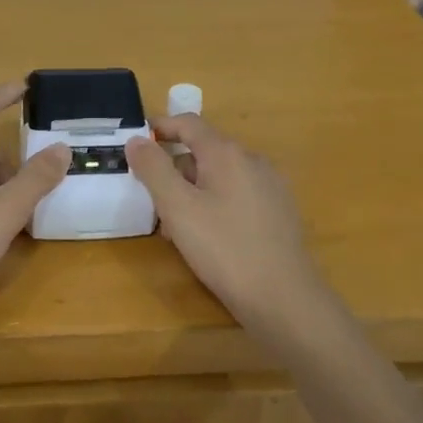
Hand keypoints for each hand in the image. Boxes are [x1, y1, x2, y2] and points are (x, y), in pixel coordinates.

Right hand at [126, 115, 329, 338]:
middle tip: (154, 200)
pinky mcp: (280, 211)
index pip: (188, 123)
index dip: (161, 128)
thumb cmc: (225, 249)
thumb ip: (154, 169)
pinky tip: (211, 238)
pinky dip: (217, 203)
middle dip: (175, 169)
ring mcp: (270, 185)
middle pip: (204, 150)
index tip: (137, 144)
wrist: (285, 300)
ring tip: (178, 227)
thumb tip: (136, 140)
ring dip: (195, 190)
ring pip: (221, 175)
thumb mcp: (178, 209)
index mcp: (227, 153)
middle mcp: (252, 160)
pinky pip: (239, 194)